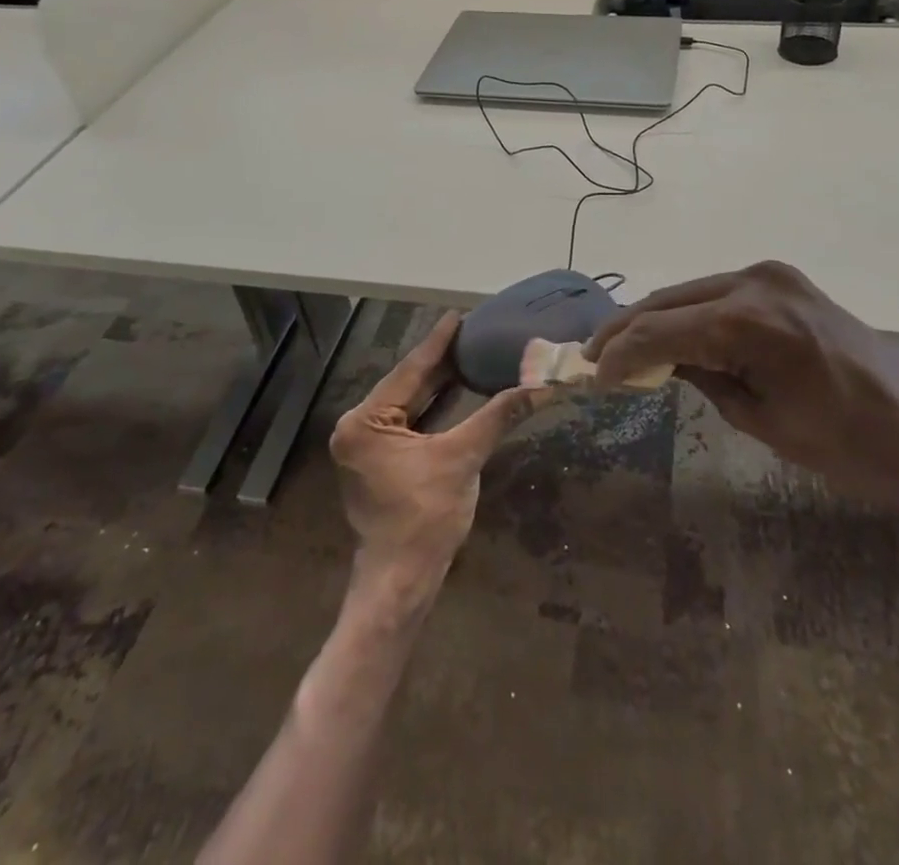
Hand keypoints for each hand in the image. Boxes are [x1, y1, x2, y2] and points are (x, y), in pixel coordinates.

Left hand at [330, 314, 547, 580]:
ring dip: (439, 384)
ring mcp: (367, 446)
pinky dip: (434, 409)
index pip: (409, 371)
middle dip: (441, 361)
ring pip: (410, 404)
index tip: (458, 315)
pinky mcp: (380, 462)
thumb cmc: (425, 518)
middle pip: (408, 385)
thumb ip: (497, 416)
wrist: (401, 583)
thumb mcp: (462, 459)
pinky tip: (460, 390)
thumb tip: (540, 386)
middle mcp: (358, 427)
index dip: (438, 343)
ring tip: (470, 353)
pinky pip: (410, 423)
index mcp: (366, 421)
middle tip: (472, 332)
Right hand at [586, 262, 898, 514]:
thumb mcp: (761, 419)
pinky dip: (692, 314)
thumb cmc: (847, 446)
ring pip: (690, 292)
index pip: (658, 330)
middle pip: (667, 301)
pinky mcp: (786, 282)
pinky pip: (720, 293)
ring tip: (625, 350)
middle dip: (627, 330)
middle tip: (594, 359)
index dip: (618, 354)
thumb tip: (660, 361)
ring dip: (657, 319)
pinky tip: (675, 336)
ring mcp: (773, 276)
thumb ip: (702, 377)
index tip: (592, 379)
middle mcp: (754, 281)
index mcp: (746, 320)